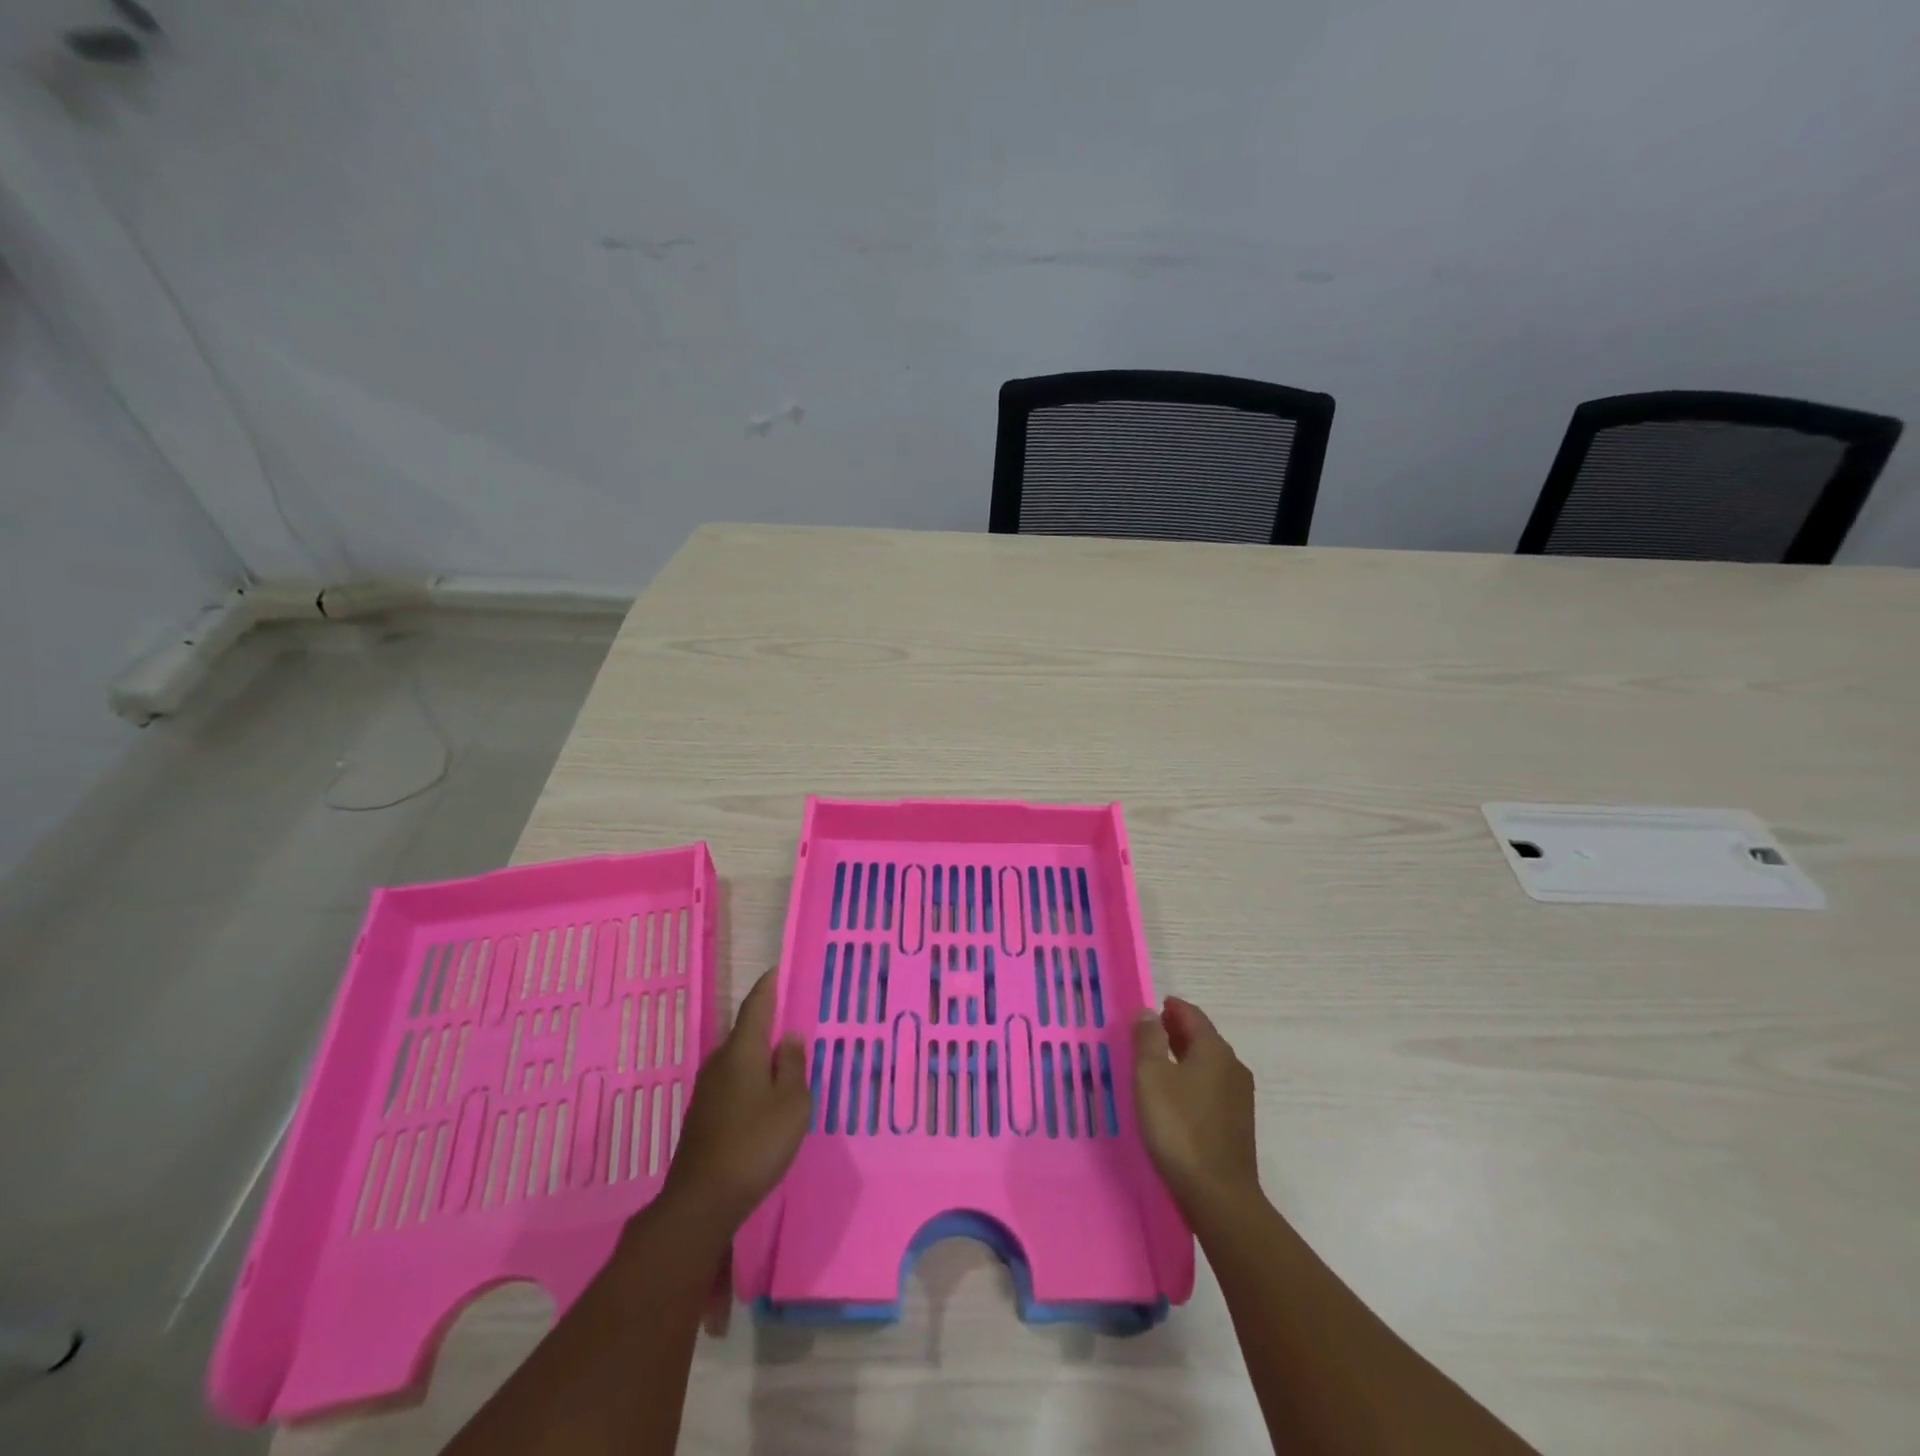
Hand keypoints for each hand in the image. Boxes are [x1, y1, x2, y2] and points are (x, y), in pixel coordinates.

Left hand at [659, 969, 810, 1229]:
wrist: (702, 1201)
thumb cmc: (755, 1144)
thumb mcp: (792, 1103)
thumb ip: (793, 1066)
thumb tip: (789, 1037)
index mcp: (742, 1051)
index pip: (756, 1006)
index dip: (768, 986)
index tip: (778, 970)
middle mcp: (720, 1062)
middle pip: (746, 1033)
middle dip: (767, 1026)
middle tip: (794, 1025)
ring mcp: (706, 1090)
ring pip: (738, 1061)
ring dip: (759, 1058)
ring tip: (783, 1063)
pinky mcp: (702, 1116)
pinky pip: (732, 1083)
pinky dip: (750, 1081)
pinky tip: (763, 1099)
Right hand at [1133, 997, 1260, 1218]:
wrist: (1218, 1195)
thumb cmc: (1179, 1128)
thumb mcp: (1151, 1076)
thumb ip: (1148, 1039)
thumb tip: (1148, 1011)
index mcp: (1214, 1050)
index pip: (1192, 1015)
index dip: (1171, 1008)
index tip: (1151, 1007)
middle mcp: (1233, 1067)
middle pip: (1202, 1038)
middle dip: (1176, 1031)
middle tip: (1149, 1032)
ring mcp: (1239, 1098)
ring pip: (1208, 1064)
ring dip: (1184, 1056)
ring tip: (1157, 1062)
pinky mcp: (1237, 1124)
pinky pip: (1211, 1087)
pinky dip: (1192, 1079)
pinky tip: (1175, 1095)